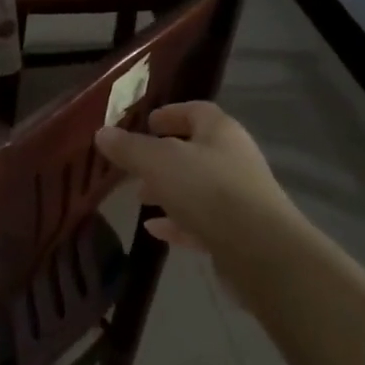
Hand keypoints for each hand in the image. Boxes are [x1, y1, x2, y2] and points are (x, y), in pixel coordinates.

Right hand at [94, 102, 295, 255]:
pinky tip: (154, 230)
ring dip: (168, 191)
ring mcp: (239, 198)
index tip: (146, 122)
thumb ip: (129, 148)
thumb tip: (102, 133)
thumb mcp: (159, 163)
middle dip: (162, 157)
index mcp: (220, 132)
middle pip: (194, 151)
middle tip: (134, 165)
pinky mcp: (238, 234)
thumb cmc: (209, 191)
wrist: (262, 253)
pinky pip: (202, 221)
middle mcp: (234, 159)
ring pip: (197, 188)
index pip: (195, 111)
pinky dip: (178, 222)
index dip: (170, 114)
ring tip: (139, 198)